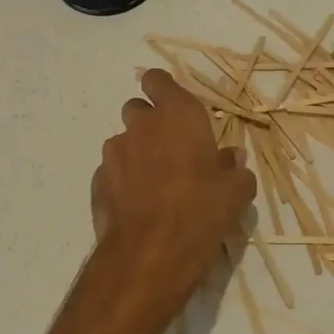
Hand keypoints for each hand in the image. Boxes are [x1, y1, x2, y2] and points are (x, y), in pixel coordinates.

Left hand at [85, 69, 255, 333]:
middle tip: (170, 151)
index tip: (174, 108)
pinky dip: (122, 181)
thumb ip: (234, 168)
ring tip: (154, 185)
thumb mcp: (236, 191)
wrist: (150, 253)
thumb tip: (231, 158)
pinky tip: (137, 206)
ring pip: (123, 142)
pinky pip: (112, 172)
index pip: (158, 80)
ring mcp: (114, 153)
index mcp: (178, 115)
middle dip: (150, 124)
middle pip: (137, 109)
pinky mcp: (97, 181)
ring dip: (136, 154)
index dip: (163, 90)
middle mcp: (142, 125)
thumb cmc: (202, 211)